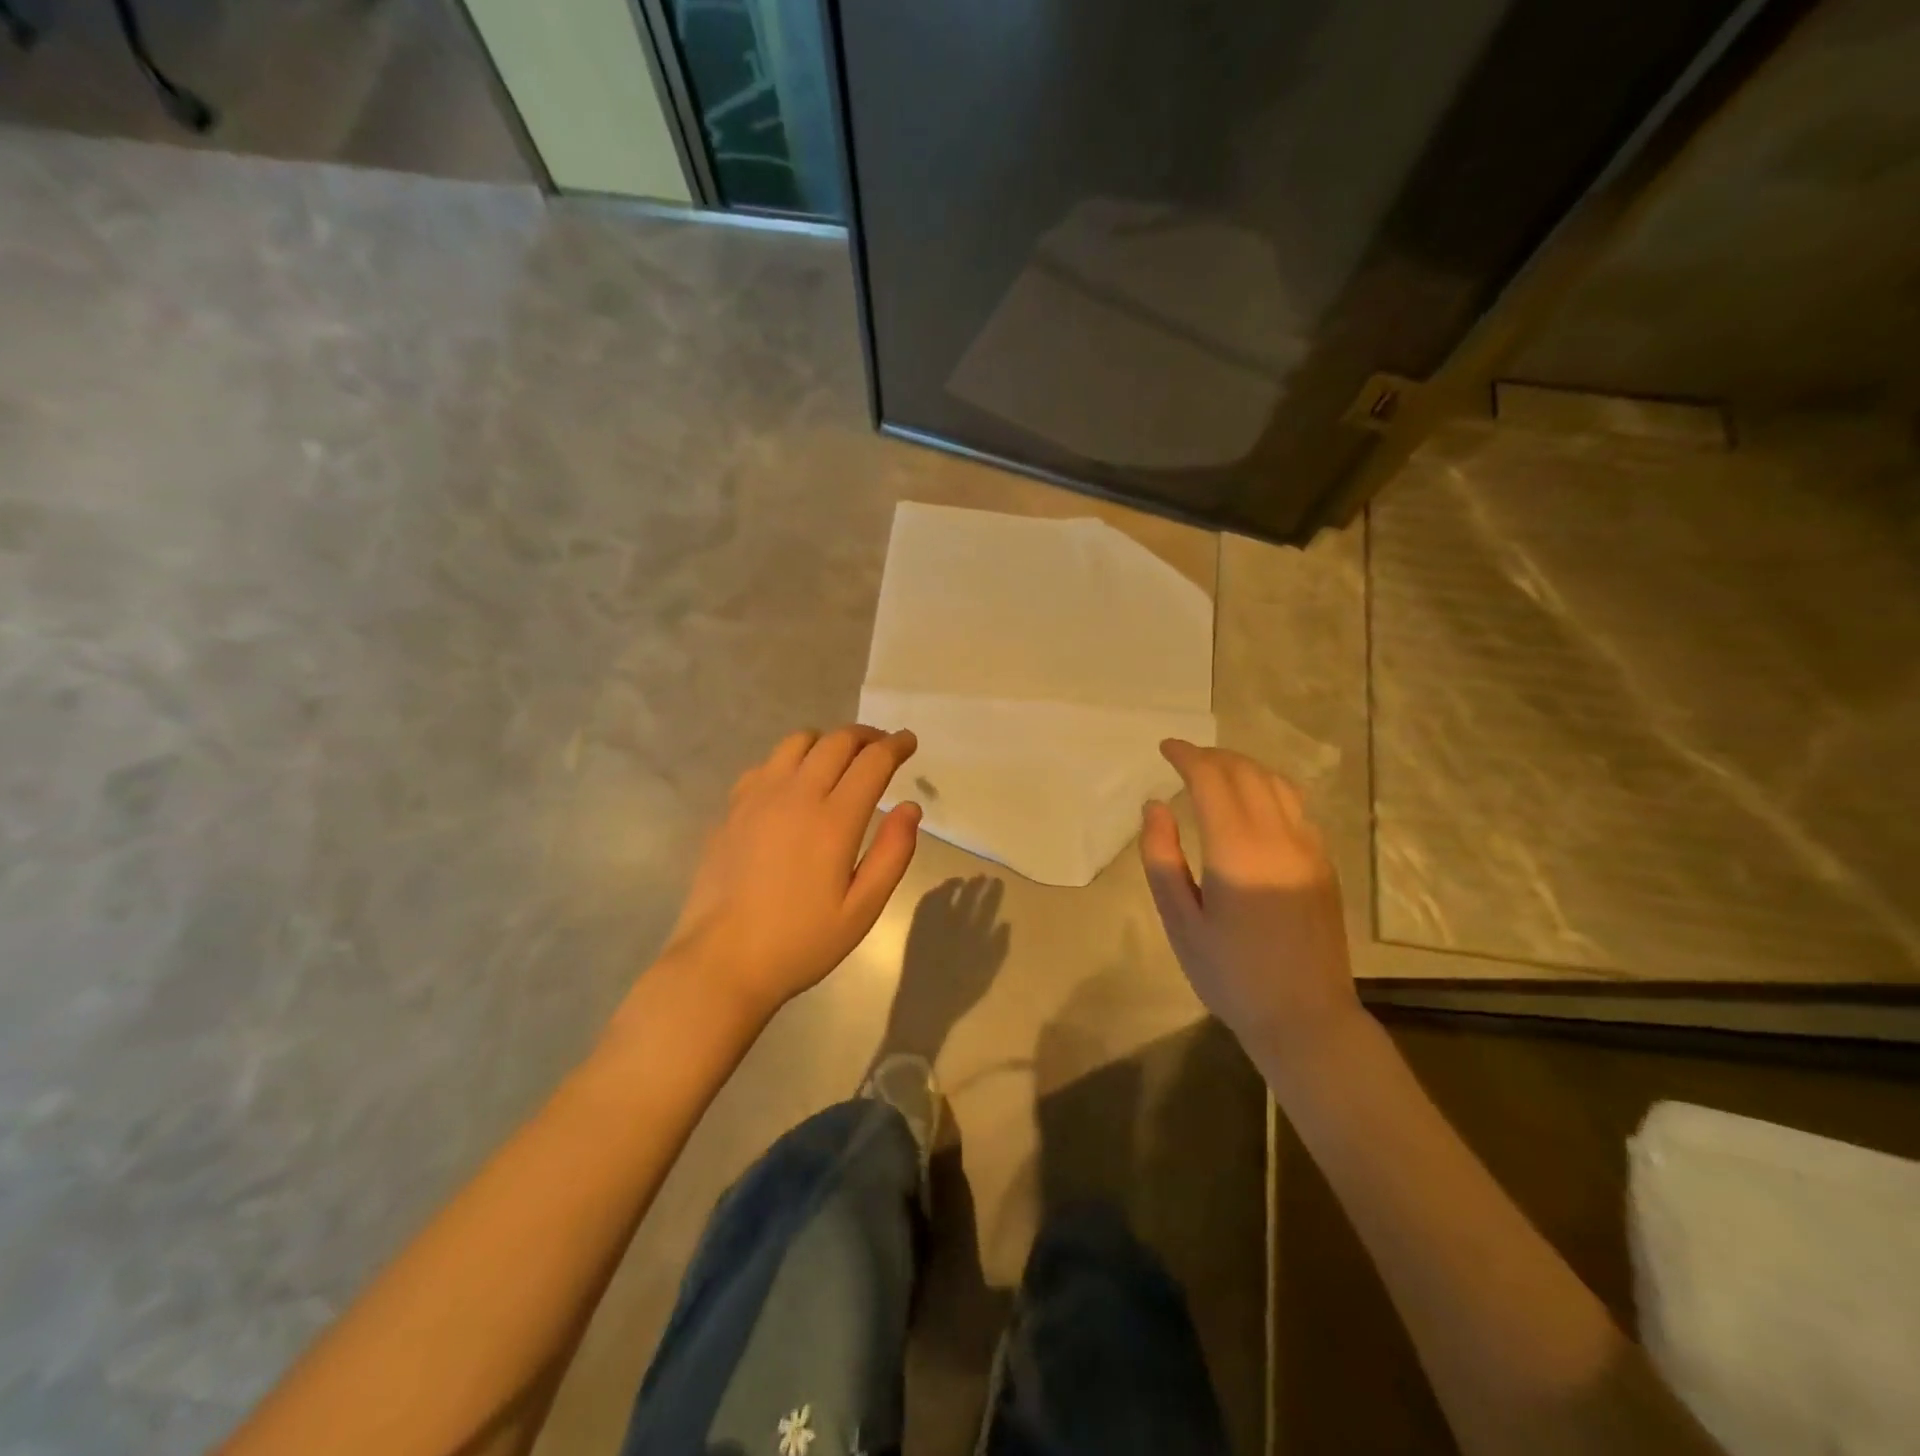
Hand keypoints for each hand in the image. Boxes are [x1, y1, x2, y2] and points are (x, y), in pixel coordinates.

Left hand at [658, 726, 922, 1021]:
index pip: (872, 762)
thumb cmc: (800, 942)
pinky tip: (794, 783)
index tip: (908, 741)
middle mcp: (796, 795)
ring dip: (827, 741)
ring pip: (797, 742)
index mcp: (834, 820)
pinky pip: (766, 764)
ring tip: (840, 757)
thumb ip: (893, 854)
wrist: (722, 961)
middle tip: (882, 745)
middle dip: (866, 735)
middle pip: (837, 742)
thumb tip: (910, 807)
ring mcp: (758, 797)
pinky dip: (790, 760)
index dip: (896, 745)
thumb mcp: (862, 910)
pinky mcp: (732, 809)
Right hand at [1140, 740, 1361, 1064]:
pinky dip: (1268, 788)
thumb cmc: (1230, 974)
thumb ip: (1161, 857)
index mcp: (1237, 851)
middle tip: (1184, 757)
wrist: (1305, 1017)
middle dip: (1213, 756)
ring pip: (1277, 783)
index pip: (1212, 780)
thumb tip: (1155, 805)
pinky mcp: (1323, 863)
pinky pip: (1296, 806)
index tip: (1165, 747)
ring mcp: (1308, 848)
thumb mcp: (1180, 921)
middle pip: (1246, 772)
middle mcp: (1278, 837)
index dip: (1187, 756)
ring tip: (1215, 771)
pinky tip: (1252, 802)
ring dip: (1243, 767)